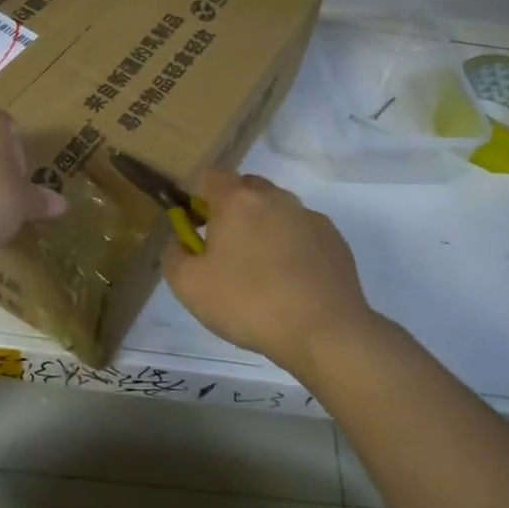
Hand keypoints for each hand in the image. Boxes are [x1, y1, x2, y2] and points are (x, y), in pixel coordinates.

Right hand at [162, 168, 375, 372]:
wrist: (325, 332)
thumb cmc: (249, 303)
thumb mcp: (189, 285)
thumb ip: (174, 254)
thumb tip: (182, 241)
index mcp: (237, 200)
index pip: (211, 175)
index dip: (200, 197)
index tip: (199, 227)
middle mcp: (275, 198)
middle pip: (246, 188)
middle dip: (233, 210)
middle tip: (227, 252)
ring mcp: (309, 217)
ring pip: (277, 210)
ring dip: (265, 229)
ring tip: (263, 274)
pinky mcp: (334, 240)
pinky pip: (303, 233)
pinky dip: (293, 248)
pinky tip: (292, 284)